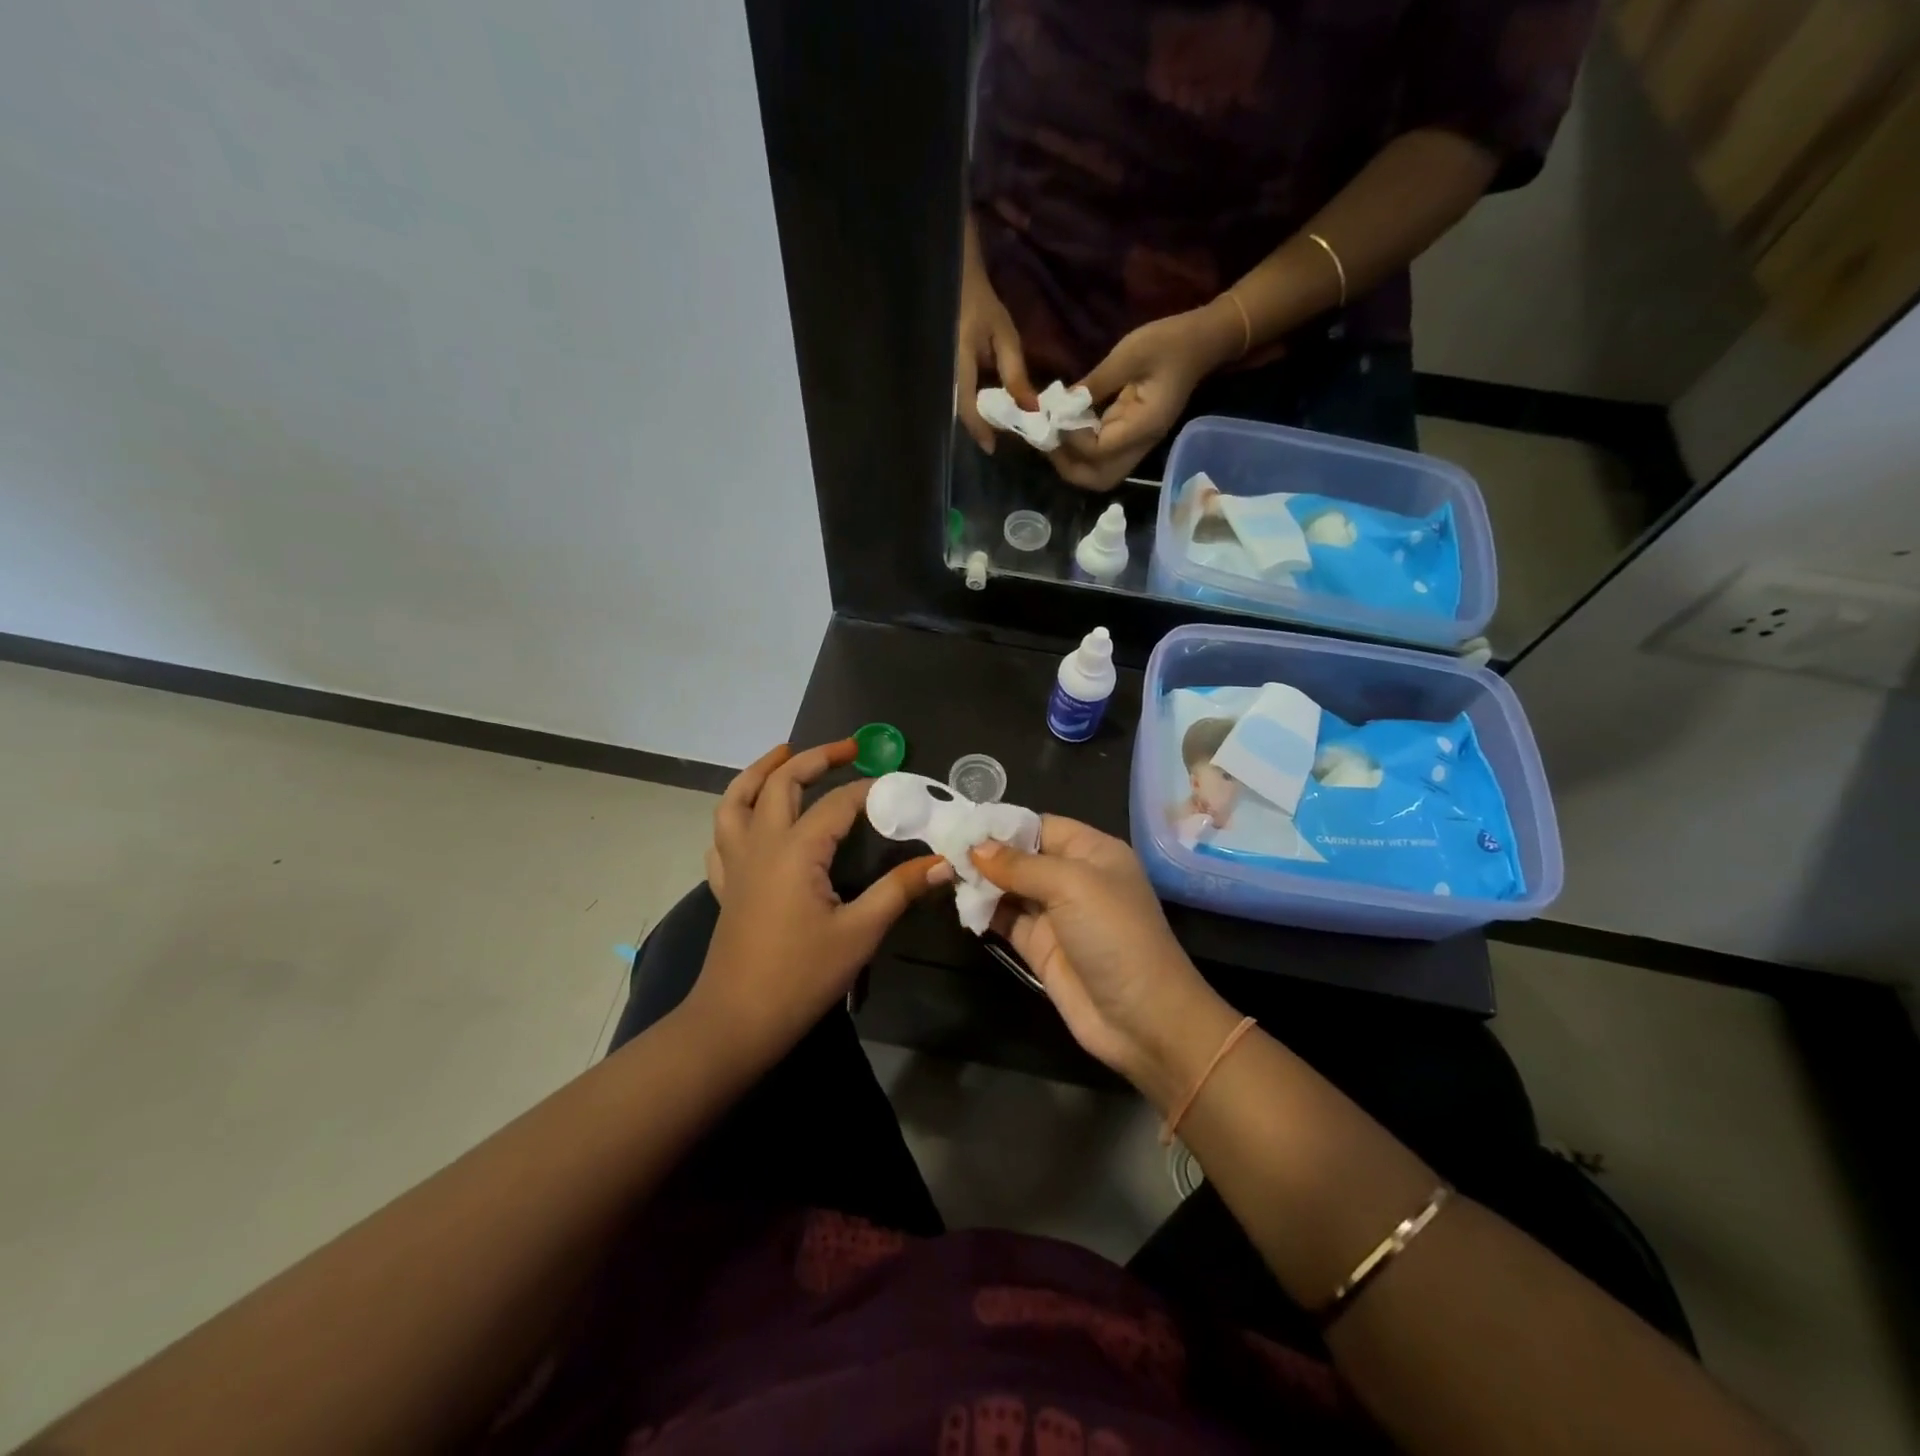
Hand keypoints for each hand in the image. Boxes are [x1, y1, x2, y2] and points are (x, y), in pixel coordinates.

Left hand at [693, 741, 946, 1064]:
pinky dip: (734, 814)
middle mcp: (761, 844)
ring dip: (759, 772)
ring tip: (783, 754)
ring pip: (736, 800)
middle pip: (781, 783)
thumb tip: (944, 862)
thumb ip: (900, 890)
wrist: (737, 1021)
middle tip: (848, 749)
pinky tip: (751, 817)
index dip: (870, 790)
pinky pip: (721, 837)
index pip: (838, 803)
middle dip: (814, 758)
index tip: (900, 788)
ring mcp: (736, 863)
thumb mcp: (860, 933)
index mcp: (795, 850)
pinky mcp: (725, 885)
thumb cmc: (801, 976)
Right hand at [956, 254, 1035, 453]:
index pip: (967, 407)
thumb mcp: (1005, 337)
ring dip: (976, 419)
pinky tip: (985, 408)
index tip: (992, 448)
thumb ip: (1016, 373)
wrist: (956, 285)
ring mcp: (940, 376)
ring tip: (995, 426)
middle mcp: (944, 375)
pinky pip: (956, 398)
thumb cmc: (982, 307)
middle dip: (979, 428)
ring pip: (956, 408)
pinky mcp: (943, 376)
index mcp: (958, 364)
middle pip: (960, 413)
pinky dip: (971, 407)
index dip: (979, 429)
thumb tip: (1031, 408)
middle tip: (998, 440)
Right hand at [971, 817, 1231, 1099]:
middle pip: (1021, 856)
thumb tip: (975, 847)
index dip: (1003, 824)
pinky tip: (958, 903)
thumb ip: (1020, 864)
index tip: (962, 824)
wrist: (1142, 1019)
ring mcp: (1055, 915)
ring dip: (980, 882)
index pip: (1040, 826)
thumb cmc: (1115, 935)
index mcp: (1092, 852)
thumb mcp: (1072, 885)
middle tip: (942, 850)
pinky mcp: (1039, 947)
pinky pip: (1005, 920)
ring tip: (943, 874)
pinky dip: (983, 911)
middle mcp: (1073, 878)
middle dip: (986, 853)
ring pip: (1009, 888)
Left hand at [1051, 301, 1241, 491]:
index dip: (1073, 440)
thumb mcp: (1129, 354)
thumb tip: (1062, 404)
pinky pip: (1104, 456)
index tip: (1055, 418)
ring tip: (1054, 439)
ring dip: (1075, 463)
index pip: (1100, 451)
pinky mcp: (1133, 436)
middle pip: (1100, 478)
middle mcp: (1142, 444)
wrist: (1202, 342)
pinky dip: (1083, 451)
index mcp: (1145, 426)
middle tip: (1048, 442)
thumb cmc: (1170, 342)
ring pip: (1101, 472)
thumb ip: (1096, 382)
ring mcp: (1138, 443)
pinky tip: (1068, 430)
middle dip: (1070, 466)